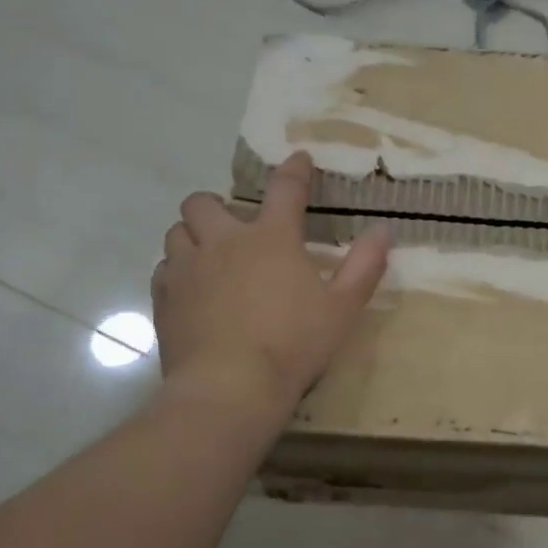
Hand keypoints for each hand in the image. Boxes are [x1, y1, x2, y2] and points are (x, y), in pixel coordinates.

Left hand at [152, 153, 390, 414]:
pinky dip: (177, 270)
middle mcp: (223, 242)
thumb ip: (364, 266)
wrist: (230, 387)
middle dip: (216, 205)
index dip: (294, 170)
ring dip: (193, 236)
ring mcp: (187, 268)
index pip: (285, 189)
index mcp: (270, 238)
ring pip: (177, 231)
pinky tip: (192, 291)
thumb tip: (383, 231)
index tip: (299, 160)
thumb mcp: (343, 308)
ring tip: (209, 256)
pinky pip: (163, 269)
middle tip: (234, 227)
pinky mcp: (164, 298)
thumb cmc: (293, 344)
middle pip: (204, 202)